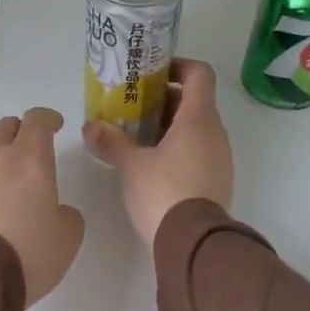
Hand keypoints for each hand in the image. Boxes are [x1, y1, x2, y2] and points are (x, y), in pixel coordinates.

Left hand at [0, 108, 84, 305]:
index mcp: (29, 159)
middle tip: (31, 149)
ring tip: (3, 174)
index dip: (48, 118)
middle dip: (21, 132)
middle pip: (5, 127)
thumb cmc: (29, 252)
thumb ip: (66, 214)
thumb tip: (55, 211)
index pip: (37, 120)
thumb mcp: (68, 236)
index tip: (56, 126)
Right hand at [83, 58, 233, 245]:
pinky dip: (179, 148)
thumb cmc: (164, 193)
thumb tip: (89, 127)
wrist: (194, 244)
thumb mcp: (132, 166)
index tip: (153, 74)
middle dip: (164, 100)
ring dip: (171, 126)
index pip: (199, 74)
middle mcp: (216, 133)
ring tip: (138, 137)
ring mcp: (220, 158)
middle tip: (134, 108)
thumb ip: (111, 142)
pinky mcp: (218, 180)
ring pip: (197, 128)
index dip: (178, 66)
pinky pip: (200, 151)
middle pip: (195, 101)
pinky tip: (153, 164)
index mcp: (198, 119)